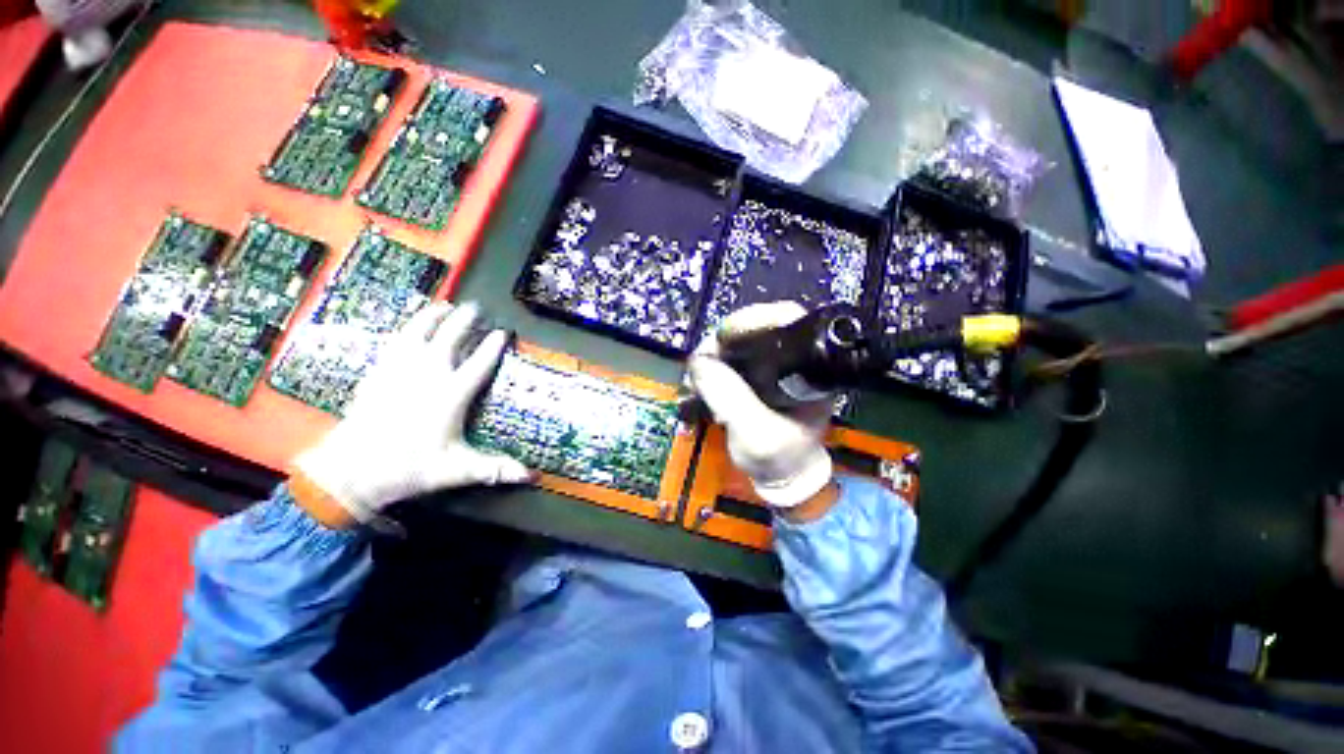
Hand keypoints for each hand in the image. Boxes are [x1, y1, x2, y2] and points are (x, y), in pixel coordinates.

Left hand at [289, 302, 531, 530]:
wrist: (349, 470)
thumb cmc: (409, 469)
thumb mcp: (456, 471)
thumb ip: (495, 469)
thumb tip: (532, 476)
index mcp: (450, 395)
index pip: (479, 363)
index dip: (493, 346)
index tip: (503, 332)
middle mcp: (427, 375)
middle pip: (450, 338)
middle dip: (465, 321)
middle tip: (476, 307)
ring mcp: (399, 371)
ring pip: (419, 333)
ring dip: (433, 316)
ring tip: (445, 304)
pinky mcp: (378, 373)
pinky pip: (395, 341)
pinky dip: (406, 328)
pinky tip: (411, 325)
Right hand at [686, 301, 834, 515]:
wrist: (781, 475)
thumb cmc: (780, 458)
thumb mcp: (756, 435)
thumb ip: (730, 399)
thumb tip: (701, 362)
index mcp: (809, 367)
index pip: (786, 321)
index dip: (754, 321)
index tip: (724, 336)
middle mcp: (792, 357)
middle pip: (755, 326)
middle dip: (725, 341)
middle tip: (702, 363)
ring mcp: (770, 362)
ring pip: (737, 340)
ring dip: (712, 355)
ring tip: (698, 380)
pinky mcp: (753, 371)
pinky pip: (728, 356)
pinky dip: (711, 366)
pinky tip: (701, 383)